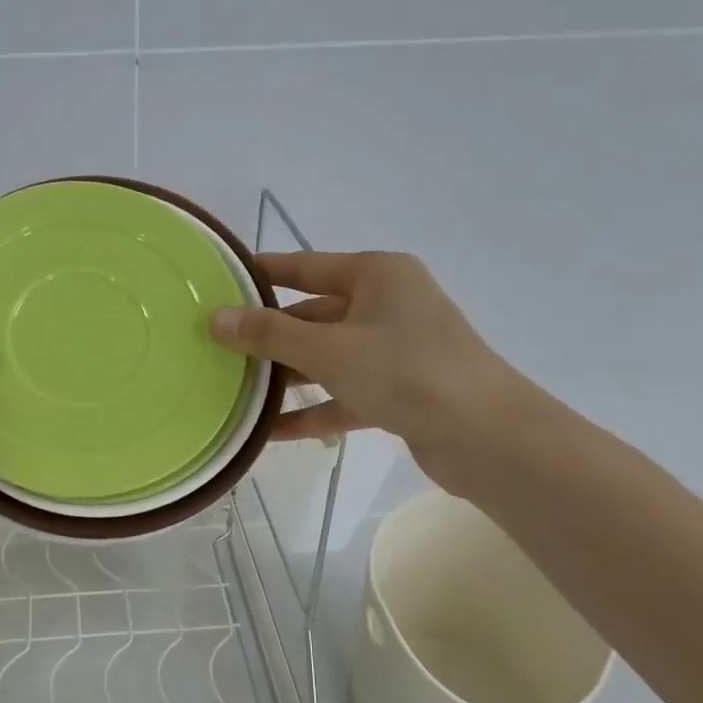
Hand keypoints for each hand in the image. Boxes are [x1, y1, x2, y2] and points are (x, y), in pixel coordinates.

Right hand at [210, 250, 531, 487]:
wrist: (486, 436)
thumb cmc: (404, 371)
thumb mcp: (328, 349)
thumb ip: (269, 335)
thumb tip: (216, 318)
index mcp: (377, 275)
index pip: (306, 266)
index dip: (264, 272)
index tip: (223, 279)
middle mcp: (387, 306)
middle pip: (314, 315)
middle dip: (269, 335)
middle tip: (218, 347)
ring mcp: (395, 351)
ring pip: (327, 358)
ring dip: (287, 376)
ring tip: (235, 390)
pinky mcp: (399, 392)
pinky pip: (343, 395)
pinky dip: (312, 410)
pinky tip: (270, 431)